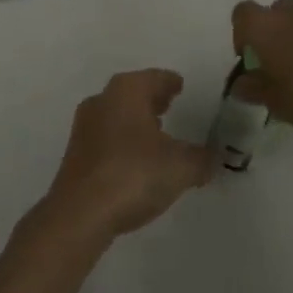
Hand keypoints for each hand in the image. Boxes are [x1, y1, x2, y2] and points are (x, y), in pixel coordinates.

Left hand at [38, 69, 216, 243]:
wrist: (79, 214)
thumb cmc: (133, 175)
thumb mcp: (181, 167)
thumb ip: (202, 159)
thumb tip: (216, 156)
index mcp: (127, 90)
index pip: (155, 77)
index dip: (170, 82)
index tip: (180, 86)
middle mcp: (103, 100)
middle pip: (133, 92)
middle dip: (152, 98)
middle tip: (171, 104)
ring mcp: (85, 126)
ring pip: (117, 113)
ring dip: (136, 120)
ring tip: (157, 133)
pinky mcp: (76, 154)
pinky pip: (107, 136)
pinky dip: (123, 140)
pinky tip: (136, 159)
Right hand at [230, 0, 292, 134]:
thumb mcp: (278, 103)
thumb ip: (255, 90)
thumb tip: (241, 84)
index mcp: (265, 26)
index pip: (241, 14)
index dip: (242, 35)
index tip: (251, 60)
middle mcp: (289, 10)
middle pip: (272, 13)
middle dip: (272, 36)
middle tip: (279, 67)